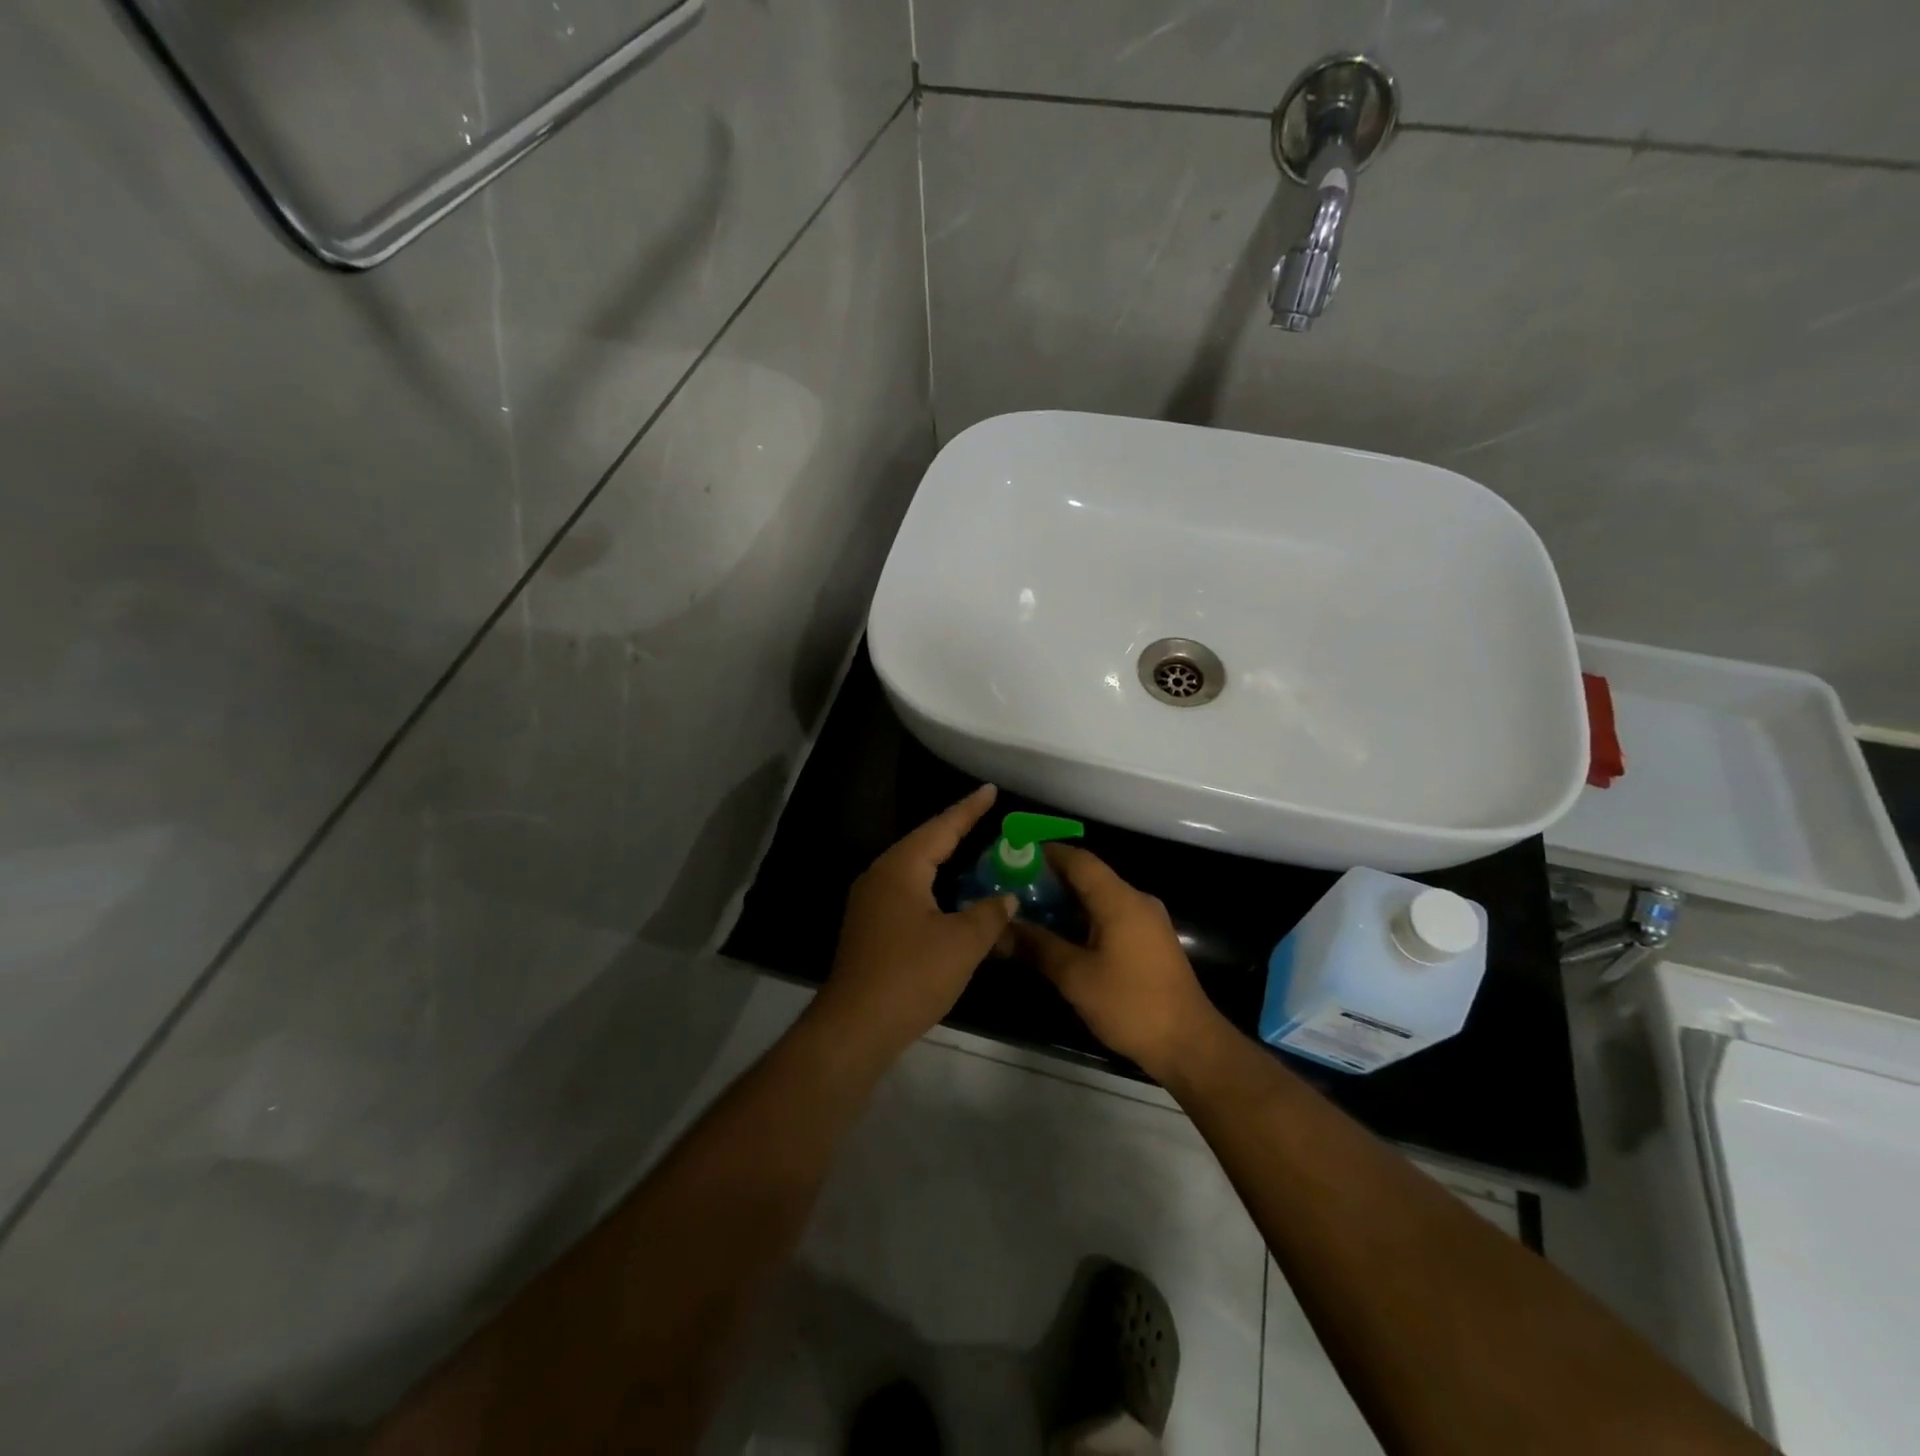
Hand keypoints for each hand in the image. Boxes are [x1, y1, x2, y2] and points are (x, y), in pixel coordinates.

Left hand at [810, 784, 1016, 1064]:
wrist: (856, 1026)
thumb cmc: (911, 976)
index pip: (941, 828)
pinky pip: (907, 890)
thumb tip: (1007, 898)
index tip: (990, 789)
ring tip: (972, 847)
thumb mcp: (962, 943)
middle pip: (924, 843)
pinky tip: (950, 894)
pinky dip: (933, 884)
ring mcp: (870, 901)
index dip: (969, 809)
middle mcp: (880, 876)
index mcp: (901, 869)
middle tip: (986, 815)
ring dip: (943, 858)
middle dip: (956, 829)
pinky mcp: (870, 925)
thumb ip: (989, 914)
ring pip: (914, 868)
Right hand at [1010, 846, 1225, 1080]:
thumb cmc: (1131, 1005)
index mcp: (1120, 900)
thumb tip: (1001, 929)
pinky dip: (1081, 919)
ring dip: (1064, 902)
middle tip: (1011, 888)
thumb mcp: (1076, 977)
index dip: (1044, 853)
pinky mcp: (1148, 942)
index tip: (1012, 856)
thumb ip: (1038, 946)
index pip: (1078, 859)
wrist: (1189, 1045)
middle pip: (1087, 876)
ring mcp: (1146, 921)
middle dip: (1048, 880)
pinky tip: (1057, 936)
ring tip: (1026, 911)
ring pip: (1098, 898)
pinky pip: (1109, 916)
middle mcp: (1136, 901)